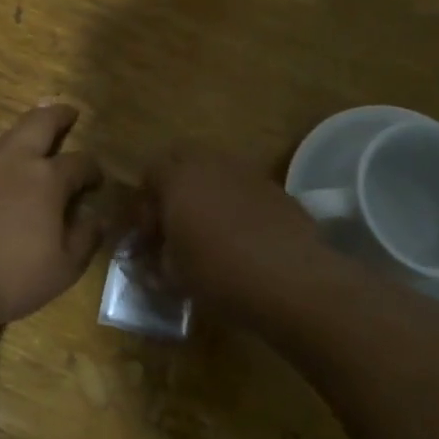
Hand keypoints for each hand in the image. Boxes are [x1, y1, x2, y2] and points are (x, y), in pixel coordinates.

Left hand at [0, 104, 106, 326]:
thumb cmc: (9, 277)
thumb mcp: (62, 269)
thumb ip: (85, 238)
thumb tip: (96, 217)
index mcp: (47, 179)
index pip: (79, 162)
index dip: (93, 169)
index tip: (97, 180)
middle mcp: (14, 161)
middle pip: (40, 122)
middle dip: (58, 115)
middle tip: (69, 113)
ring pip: (7, 135)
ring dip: (26, 134)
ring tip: (34, 143)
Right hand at [136, 147, 325, 321]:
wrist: (293, 280)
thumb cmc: (219, 273)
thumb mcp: (174, 276)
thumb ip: (155, 262)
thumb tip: (151, 262)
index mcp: (178, 178)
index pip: (149, 172)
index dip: (144, 205)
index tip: (150, 239)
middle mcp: (211, 164)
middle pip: (182, 158)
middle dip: (173, 184)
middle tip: (174, 222)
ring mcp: (248, 173)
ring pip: (217, 170)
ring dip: (206, 191)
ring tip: (209, 230)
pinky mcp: (277, 190)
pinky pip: (245, 188)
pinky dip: (236, 203)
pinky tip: (242, 237)